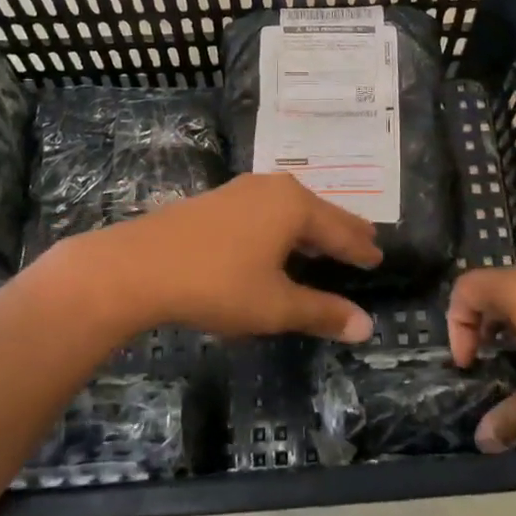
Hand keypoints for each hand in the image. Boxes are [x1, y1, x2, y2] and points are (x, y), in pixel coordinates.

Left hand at [94, 174, 381, 340]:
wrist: (137, 267)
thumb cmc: (217, 284)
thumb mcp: (275, 306)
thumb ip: (321, 312)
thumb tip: (366, 327)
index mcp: (295, 206)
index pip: (341, 229)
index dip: (360, 248)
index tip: (379, 256)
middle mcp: (273, 189)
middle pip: (319, 211)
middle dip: (341, 229)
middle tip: (365, 239)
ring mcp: (241, 190)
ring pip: (290, 208)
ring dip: (310, 226)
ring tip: (325, 240)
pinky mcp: (216, 201)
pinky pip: (266, 211)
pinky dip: (283, 226)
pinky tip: (276, 240)